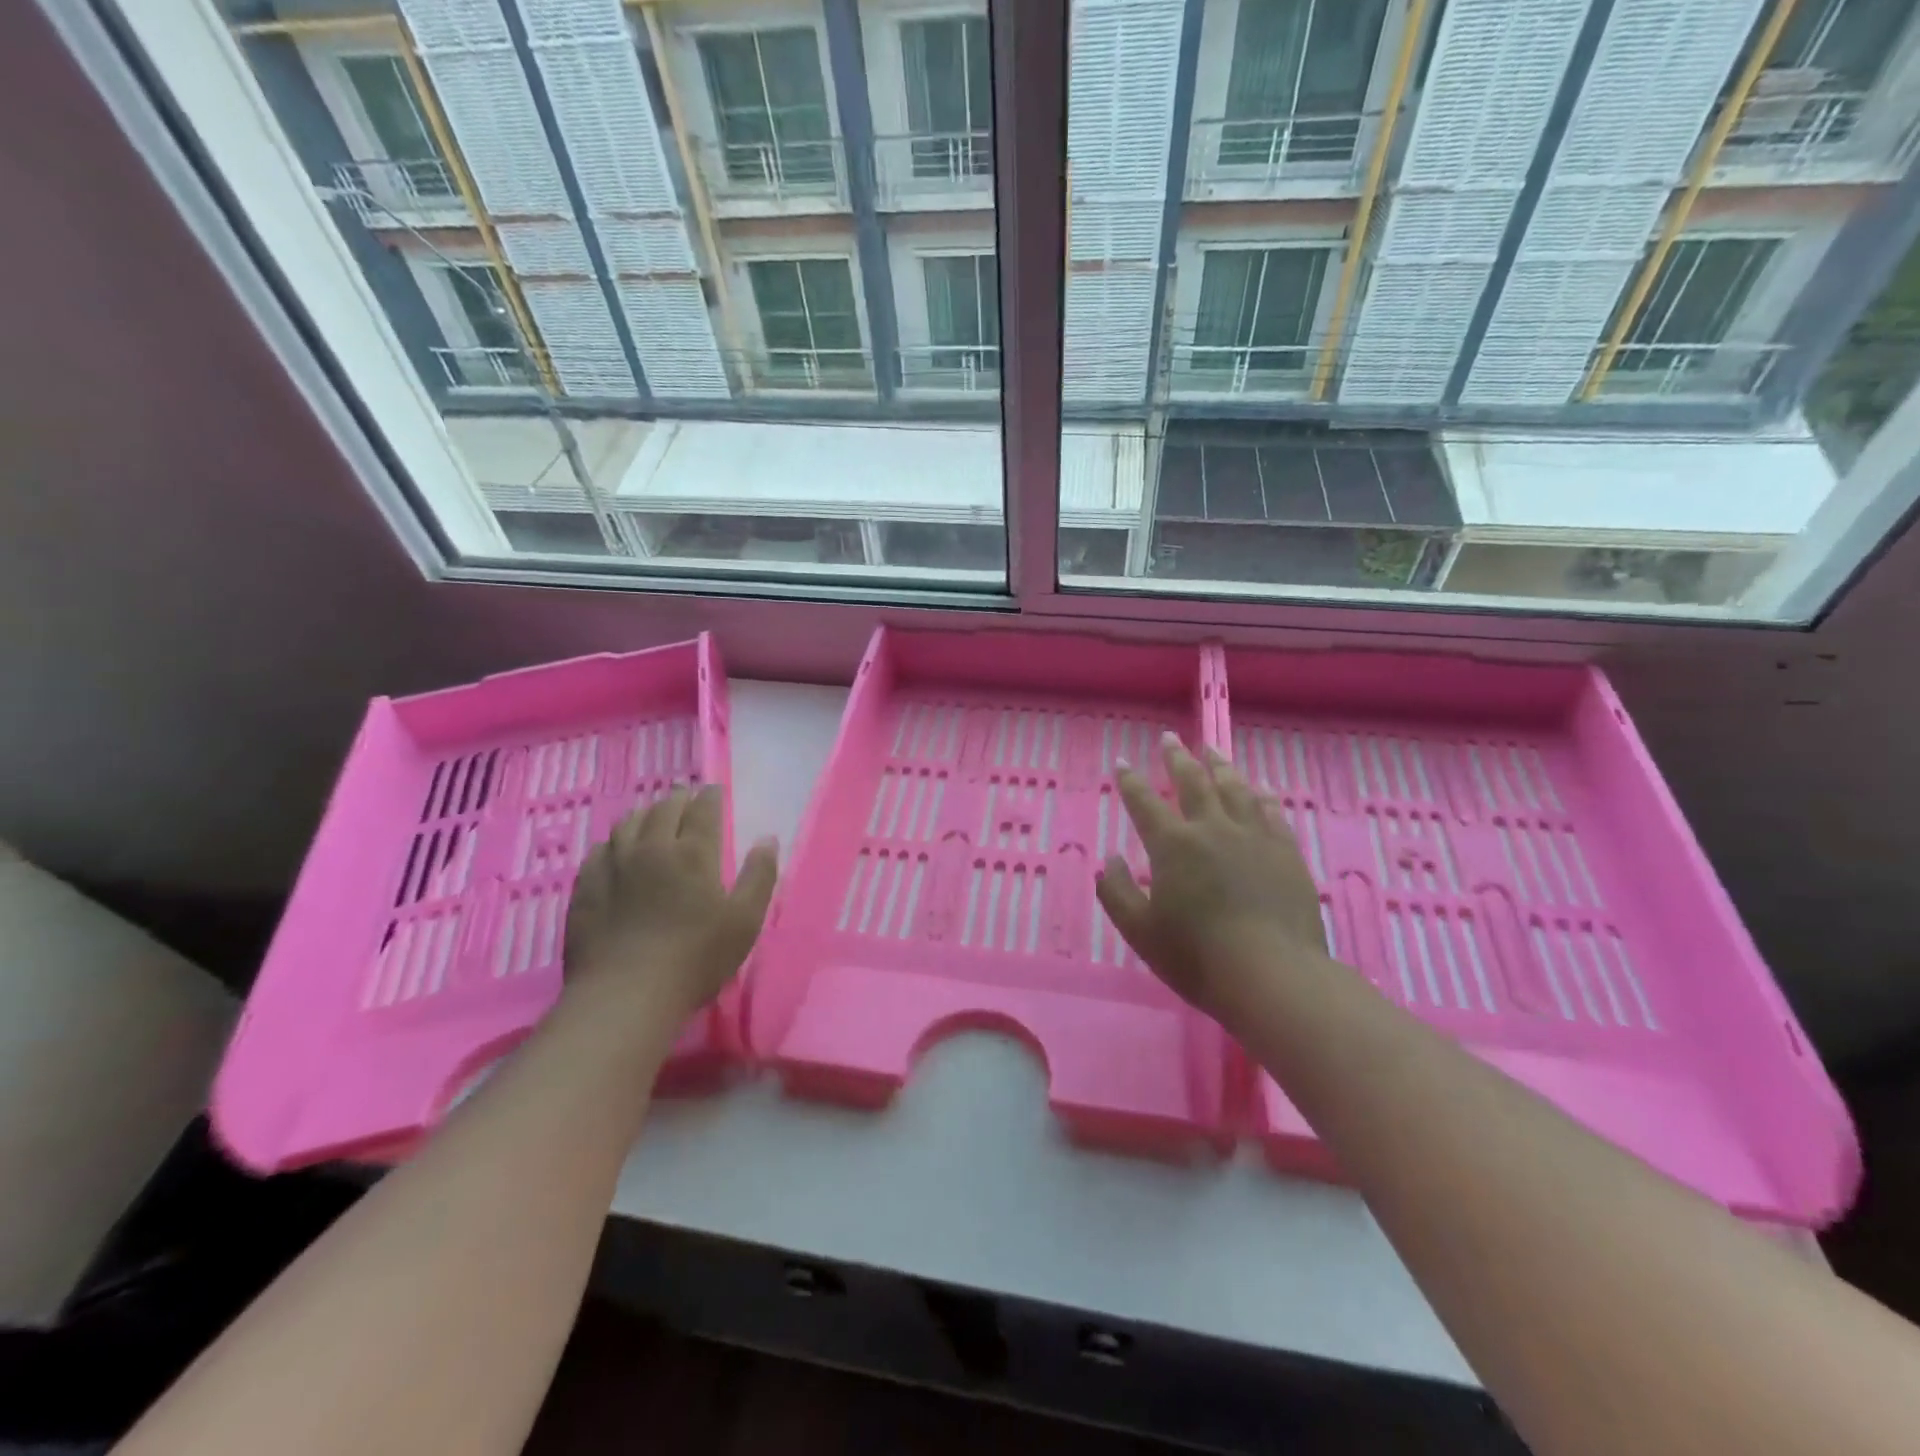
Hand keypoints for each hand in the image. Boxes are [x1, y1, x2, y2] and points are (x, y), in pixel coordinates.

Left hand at [562, 785, 777, 1024]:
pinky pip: (600, 850)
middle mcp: (651, 848)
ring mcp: (613, 866)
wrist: (625, 994)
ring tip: (652, 815)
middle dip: (678, 799)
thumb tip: (768, 838)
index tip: (714, 790)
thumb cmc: (696, 958)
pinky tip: (616, 848)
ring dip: (645, 813)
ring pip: (628, 824)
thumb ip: (759, 875)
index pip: (703, 810)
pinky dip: (614, 841)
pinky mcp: (587, 887)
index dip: (710, 797)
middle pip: (664, 809)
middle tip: (686, 798)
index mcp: (693, 853)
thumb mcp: (745, 920)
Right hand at [1095, 733, 1327, 1021]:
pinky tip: (1259, 788)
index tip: (1120, 762)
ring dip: (1219, 766)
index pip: (1144, 803)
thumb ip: (1117, 892)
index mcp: (1173, 846)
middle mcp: (1212, 829)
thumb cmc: (1197, 957)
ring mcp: (1253, 837)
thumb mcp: (1140, 931)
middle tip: (1170, 738)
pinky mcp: (1286, 852)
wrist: (1273, 975)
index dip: (1129, 781)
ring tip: (1211, 750)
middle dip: (1177, 758)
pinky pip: (1271, 811)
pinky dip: (1261, 794)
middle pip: (1192, 782)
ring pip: (1234, 788)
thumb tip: (1109, 859)